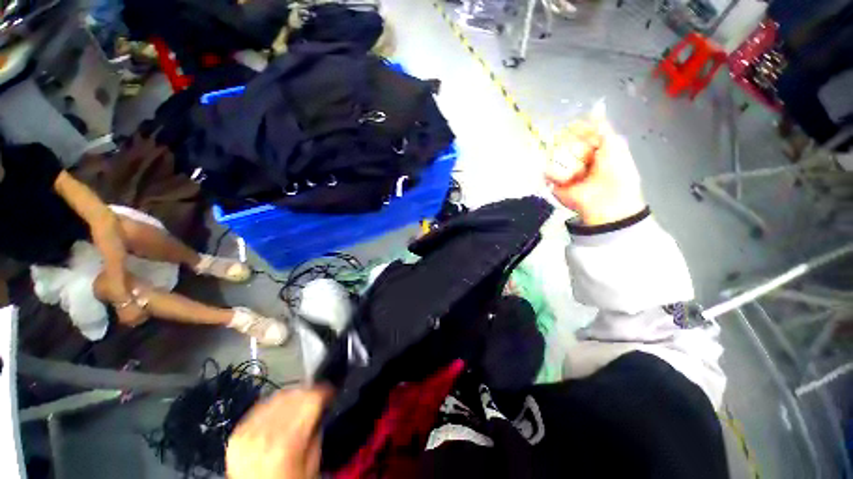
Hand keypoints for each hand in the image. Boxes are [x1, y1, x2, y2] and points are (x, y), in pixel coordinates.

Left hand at [227, 387, 332, 478]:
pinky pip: (262, 406)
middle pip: (295, 394)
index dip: (325, 391)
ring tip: (301, 404)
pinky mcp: (237, 432)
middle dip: (310, 392)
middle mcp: (266, 432)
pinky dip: (275, 405)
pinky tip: (281, 412)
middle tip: (318, 398)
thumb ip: (316, 431)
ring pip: (279, 396)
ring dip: (293, 396)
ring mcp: (248, 431)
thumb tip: (320, 407)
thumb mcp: (312, 463)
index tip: (331, 392)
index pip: (311, 398)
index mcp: (288, 442)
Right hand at [545, 118, 645, 225]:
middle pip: (563, 141)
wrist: (607, 201)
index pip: (577, 131)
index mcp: (591, 146)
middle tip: (587, 159)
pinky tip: (569, 180)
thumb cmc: (616, 172)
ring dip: (568, 163)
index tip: (580, 131)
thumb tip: (596, 105)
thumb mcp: (614, 144)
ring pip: (554, 155)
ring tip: (579, 174)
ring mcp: (564, 169)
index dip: (578, 130)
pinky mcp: (554, 182)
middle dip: (575, 148)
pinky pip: (547, 171)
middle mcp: (575, 156)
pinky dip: (557, 174)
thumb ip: (602, 127)